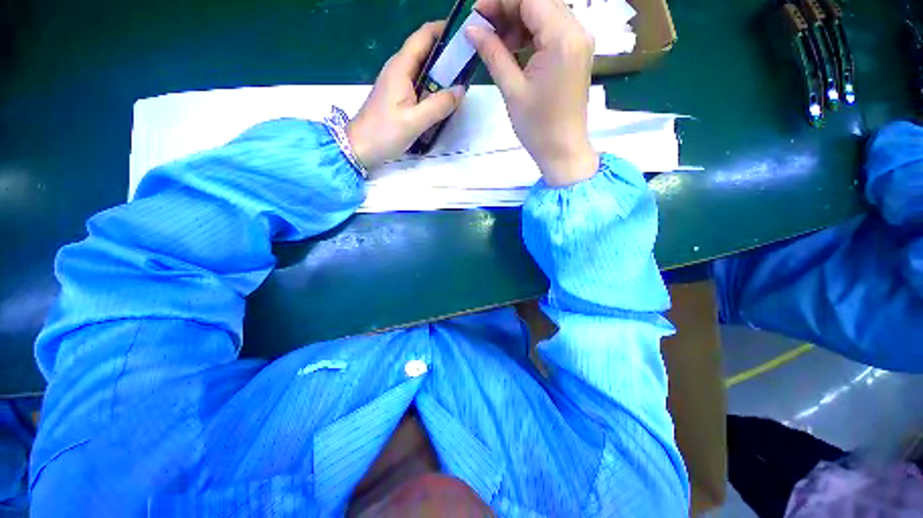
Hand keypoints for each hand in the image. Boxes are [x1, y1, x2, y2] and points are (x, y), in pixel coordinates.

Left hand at [347, 22, 465, 170]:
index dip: (444, 30)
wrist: (360, 148)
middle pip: (425, 50)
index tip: (464, 39)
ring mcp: (397, 82)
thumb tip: (461, 90)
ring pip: (423, 68)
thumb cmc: (384, 133)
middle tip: (468, 66)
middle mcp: (398, 69)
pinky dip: (433, 86)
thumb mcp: (414, 121)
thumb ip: (438, 105)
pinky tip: (443, 99)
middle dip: (447, 54)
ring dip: (441, 72)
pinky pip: (419, 83)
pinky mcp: (398, 96)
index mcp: (401, 67)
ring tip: (460, 82)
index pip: (424, 35)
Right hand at [468, 0, 598, 186]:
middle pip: (539, 1)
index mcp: (562, 37)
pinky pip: (551, 30)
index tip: (476, 14)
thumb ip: (493, 53)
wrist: (563, 150)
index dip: (500, 1)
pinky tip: (513, 47)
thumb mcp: (512, 89)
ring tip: (495, 41)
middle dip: (508, 8)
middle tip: (483, 28)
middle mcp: (577, 30)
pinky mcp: (575, 52)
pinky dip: (530, 33)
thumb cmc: (538, 127)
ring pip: (545, 13)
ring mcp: (579, 41)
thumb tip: (471, 29)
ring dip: (518, 20)